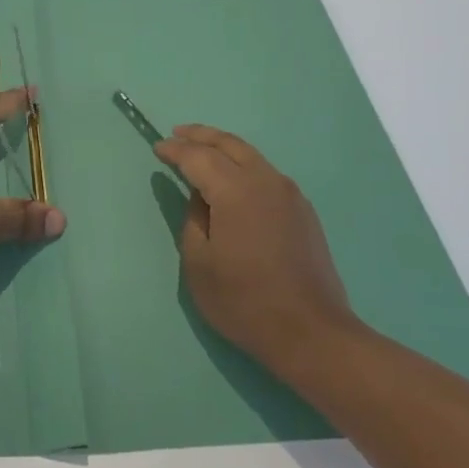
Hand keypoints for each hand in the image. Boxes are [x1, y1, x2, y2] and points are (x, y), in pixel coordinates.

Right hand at [154, 124, 361, 376]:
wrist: (311, 333)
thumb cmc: (244, 301)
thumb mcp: (199, 263)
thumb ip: (193, 220)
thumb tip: (200, 197)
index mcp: (236, 191)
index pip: (199, 157)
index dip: (175, 150)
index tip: (157, 148)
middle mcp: (266, 182)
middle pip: (229, 144)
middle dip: (201, 135)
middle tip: (177, 134)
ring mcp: (290, 195)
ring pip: (252, 156)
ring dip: (224, 148)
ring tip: (202, 150)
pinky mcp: (303, 211)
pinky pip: (266, 174)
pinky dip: (243, 165)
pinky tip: (233, 180)